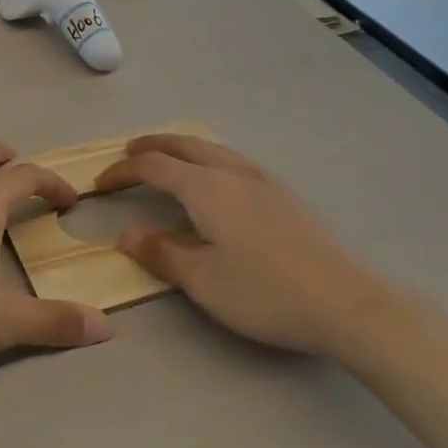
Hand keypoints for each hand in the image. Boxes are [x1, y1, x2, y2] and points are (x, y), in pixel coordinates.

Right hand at [94, 134, 373, 354]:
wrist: (347, 301)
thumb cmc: (265, 293)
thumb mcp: (203, 280)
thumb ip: (161, 253)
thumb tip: (128, 233)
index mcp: (207, 188)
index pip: (154, 167)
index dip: (123, 172)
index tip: (100, 185)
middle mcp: (233, 172)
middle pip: (185, 145)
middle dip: (153, 146)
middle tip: (129, 153)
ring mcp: (264, 180)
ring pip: (213, 149)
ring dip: (183, 149)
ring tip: (168, 160)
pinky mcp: (286, 194)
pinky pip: (234, 161)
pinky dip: (209, 159)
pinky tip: (217, 182)